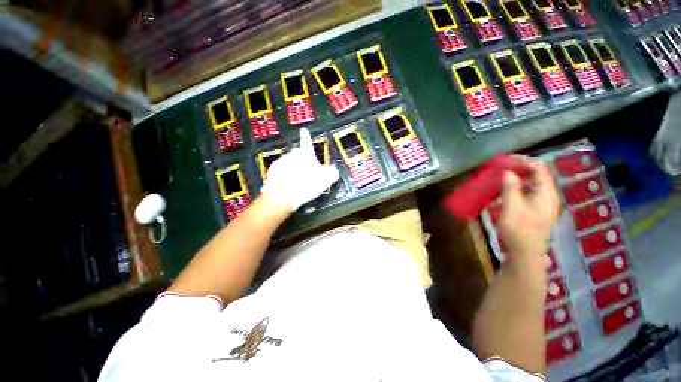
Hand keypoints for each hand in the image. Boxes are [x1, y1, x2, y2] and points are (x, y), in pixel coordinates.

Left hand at [261, 128, 339, 210]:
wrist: (284, 196)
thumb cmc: (306, 185)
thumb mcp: (325, 180)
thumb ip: (332, 172)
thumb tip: (334, 169)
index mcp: (305, 154)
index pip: (307, 141)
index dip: (306, 136)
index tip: (303, 130)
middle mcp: (293, 154)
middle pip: (298, 154)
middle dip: (302, 161)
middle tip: (306, 174)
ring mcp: (281, 161)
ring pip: (289, 162)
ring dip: (293, 168)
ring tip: (297, 181)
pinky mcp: (273, 169)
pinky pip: (281, 169)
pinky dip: (284, 173)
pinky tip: (288, 183)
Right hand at [499, 158, 559, 261]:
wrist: (525, 253)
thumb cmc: (519, 230)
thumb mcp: (511, 208)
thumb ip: (510, 188)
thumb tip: (508, 172)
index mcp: (546, 194)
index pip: (539, 169)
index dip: (524, 161)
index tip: (506, 160)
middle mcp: (548, 196)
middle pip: (537, 175)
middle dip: (520, 169)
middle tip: (502, 167)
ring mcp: (543, 204)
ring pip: (532, 184)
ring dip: (518, 178)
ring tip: (502, 176)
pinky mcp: (536, 210)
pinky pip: (528, 192)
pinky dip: (517, 187)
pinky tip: (506, 190)